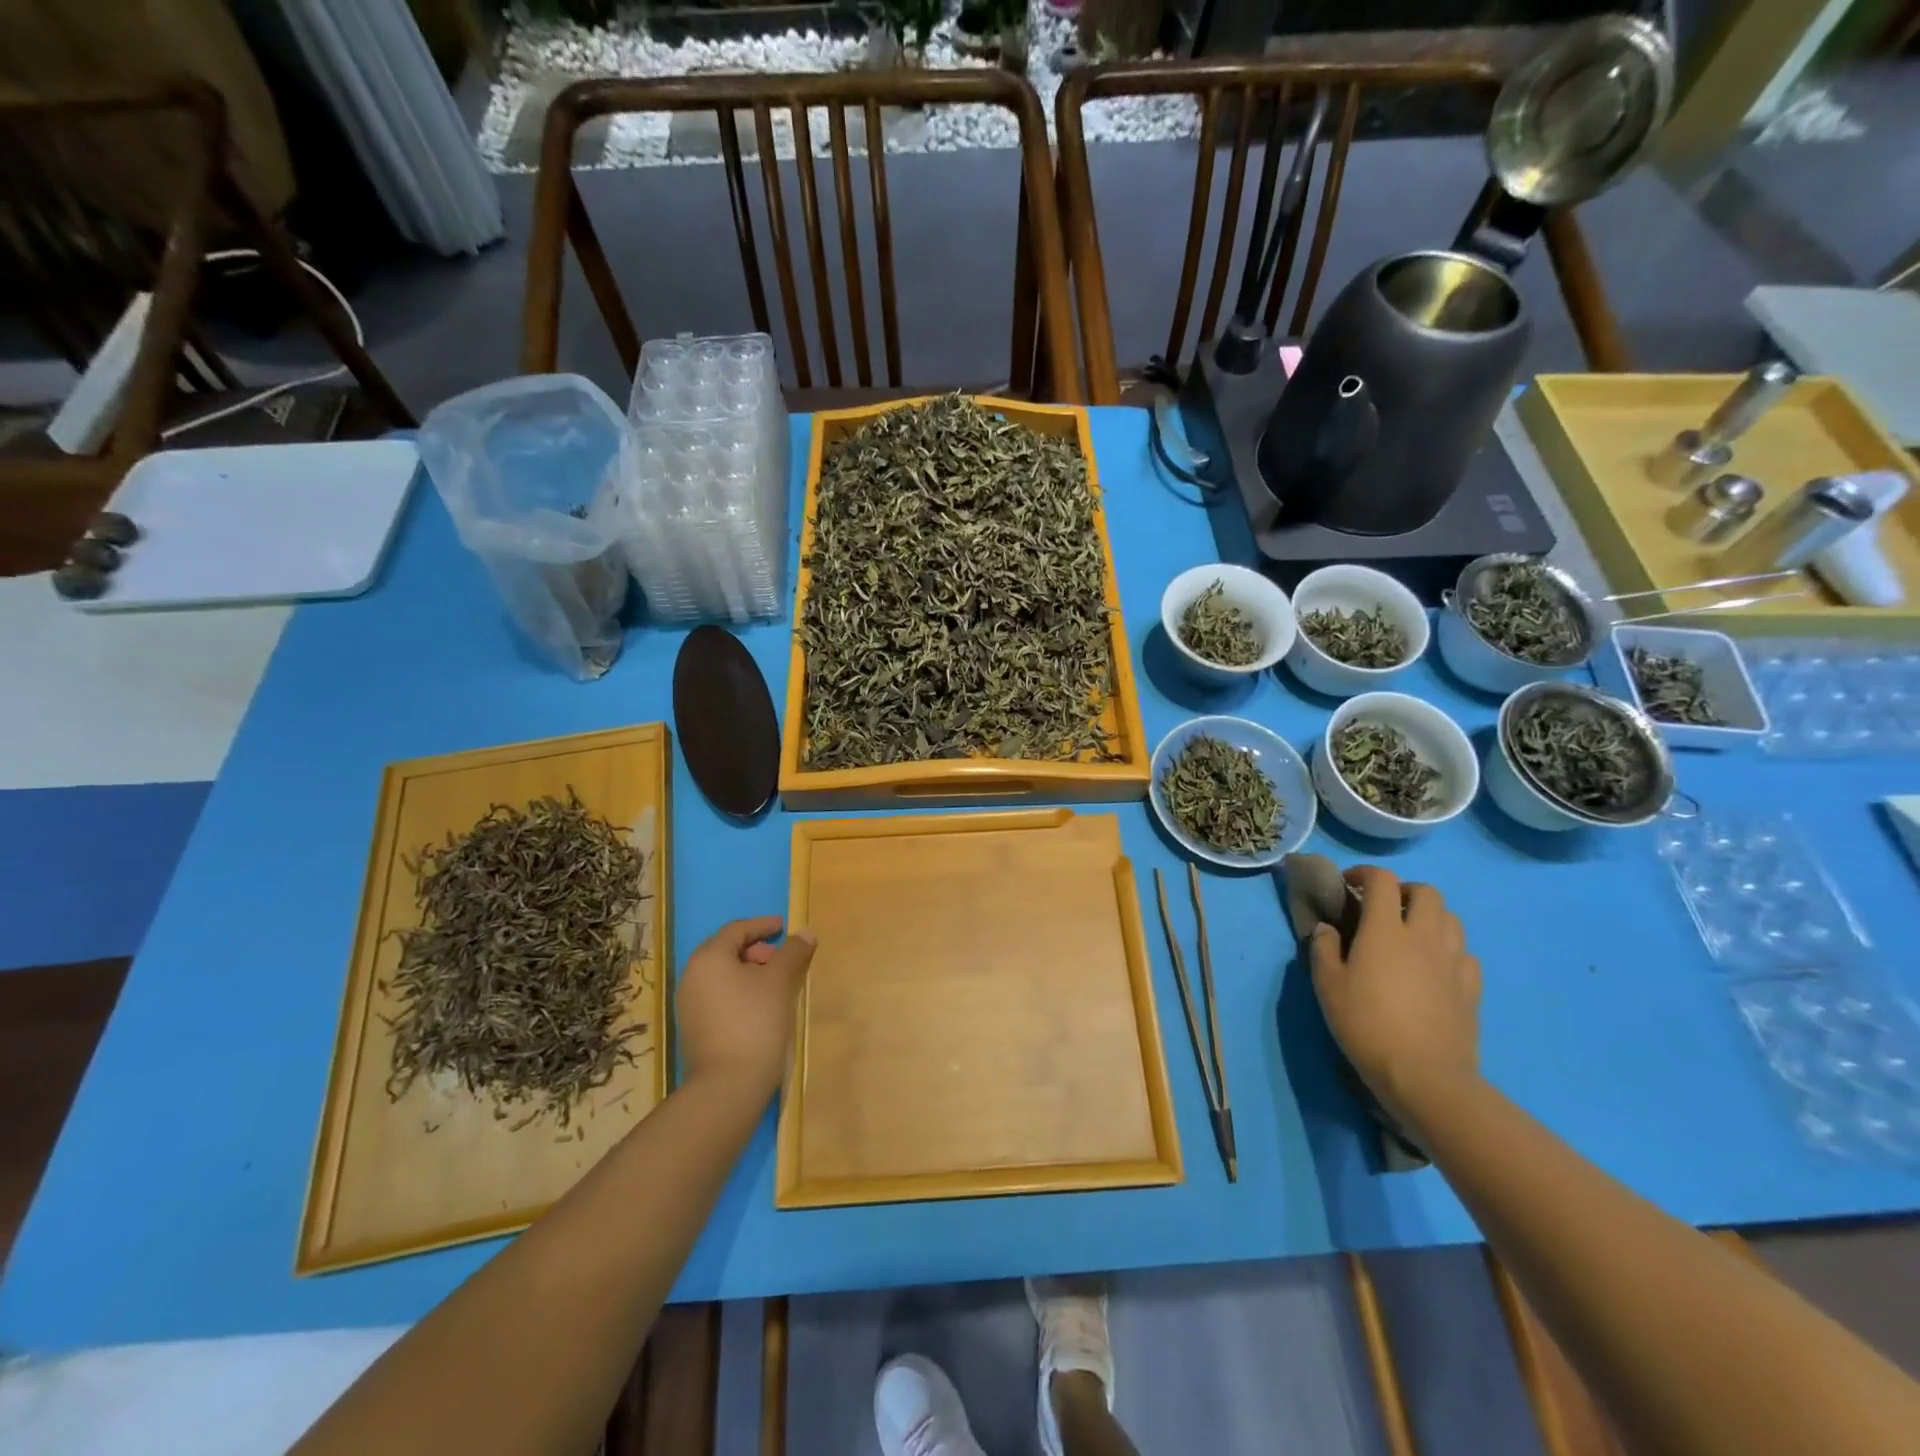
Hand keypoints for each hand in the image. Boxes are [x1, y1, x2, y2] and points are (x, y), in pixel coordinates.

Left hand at [677, 916, 814, 1100]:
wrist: (728, 1085)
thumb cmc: (755, 1021)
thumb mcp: (780, 981)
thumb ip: (793, 952)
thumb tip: (806, 932)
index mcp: (709, 958)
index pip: (736, 929)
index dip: (762, 925)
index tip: (783, 926)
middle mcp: (691, 976)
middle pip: (726, 951)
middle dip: (756, 949)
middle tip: (780, 958)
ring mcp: (688, 1005)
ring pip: (722, 975)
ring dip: (748, 972)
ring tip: (775, 984)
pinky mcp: (693, 1029)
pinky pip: (718, 996)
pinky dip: (739, 991)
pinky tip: (760, 1006)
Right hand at [1308, 866, 1480, 1133]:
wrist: (1425, 1077)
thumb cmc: (1366, 1024)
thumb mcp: (1327, 985)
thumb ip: (1324, 948)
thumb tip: (1328, 928)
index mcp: (1386, 930)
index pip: (1382, 881)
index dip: (1364, 874)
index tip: (1348, 884)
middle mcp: (1424, 936)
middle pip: (1427, 892)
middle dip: (1404, 891)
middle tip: (1383, 908)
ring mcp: (1453, 962)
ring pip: (1451, 919)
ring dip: (1430, 916)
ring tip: (1410, 934)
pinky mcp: (1472, 988)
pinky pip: (1465, 954)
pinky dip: (1448, 949)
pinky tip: (1434, 967)